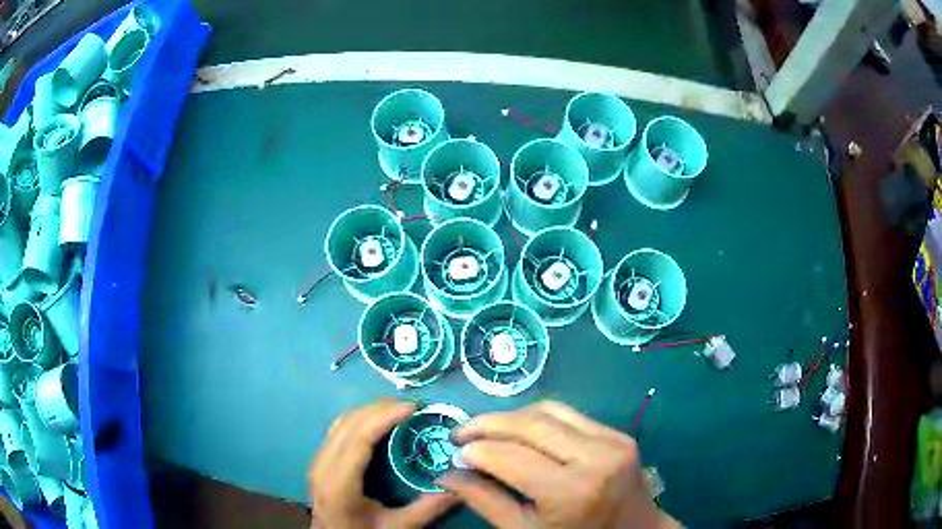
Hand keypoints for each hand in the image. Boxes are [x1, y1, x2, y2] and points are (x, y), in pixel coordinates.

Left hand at [309, 399, 458, 528]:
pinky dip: (359, 420)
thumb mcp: (397, 528)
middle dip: (379, 409)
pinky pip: (337, 430)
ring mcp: (317, 462)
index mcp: (339, 483)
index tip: (412, 407)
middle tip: (411, 406)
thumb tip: (459, 488)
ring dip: (368, 412)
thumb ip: (427, 509)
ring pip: (340, 423)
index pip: (358, 437)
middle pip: (348, 424)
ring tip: (397, 410)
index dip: (383, 417)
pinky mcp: (319, 462)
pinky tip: (377, 424)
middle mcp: (323, 466)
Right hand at [439, 401, 678, 528]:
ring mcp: (612, 441)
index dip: (475, 450)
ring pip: (548, 410)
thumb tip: (447, 474)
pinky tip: (521, 430)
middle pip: (528, 425)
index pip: (509, 457)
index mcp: (569, 492)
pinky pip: (570, 414)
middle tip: (460, 432)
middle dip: (486, 424)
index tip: (454, 452)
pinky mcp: (618, 433)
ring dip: (511, 416)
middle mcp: (594, 458)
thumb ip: (485, 502)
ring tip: (487, 430)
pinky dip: (538, 418)